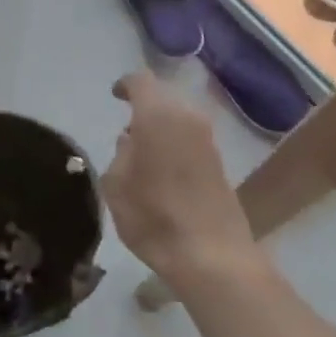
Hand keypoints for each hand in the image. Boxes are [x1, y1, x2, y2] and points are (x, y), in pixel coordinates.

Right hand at [100, 71, 265, 293]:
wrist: (212, 255)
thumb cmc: (153, 217)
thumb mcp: (116, 186)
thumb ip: (120, 154)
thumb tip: (130, 141)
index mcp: (157, 115)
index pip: (141, 81)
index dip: (126, 85)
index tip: (115, 95)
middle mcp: (187, 117)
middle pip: (163, 97)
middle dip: (145, 106)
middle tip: (127, 128)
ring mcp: (208, 138)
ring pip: (179, 117)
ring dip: (162, 126)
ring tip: (143, 150)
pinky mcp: (220, 160)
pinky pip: (191, 137)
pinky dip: (176, 142)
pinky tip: (164, 167)